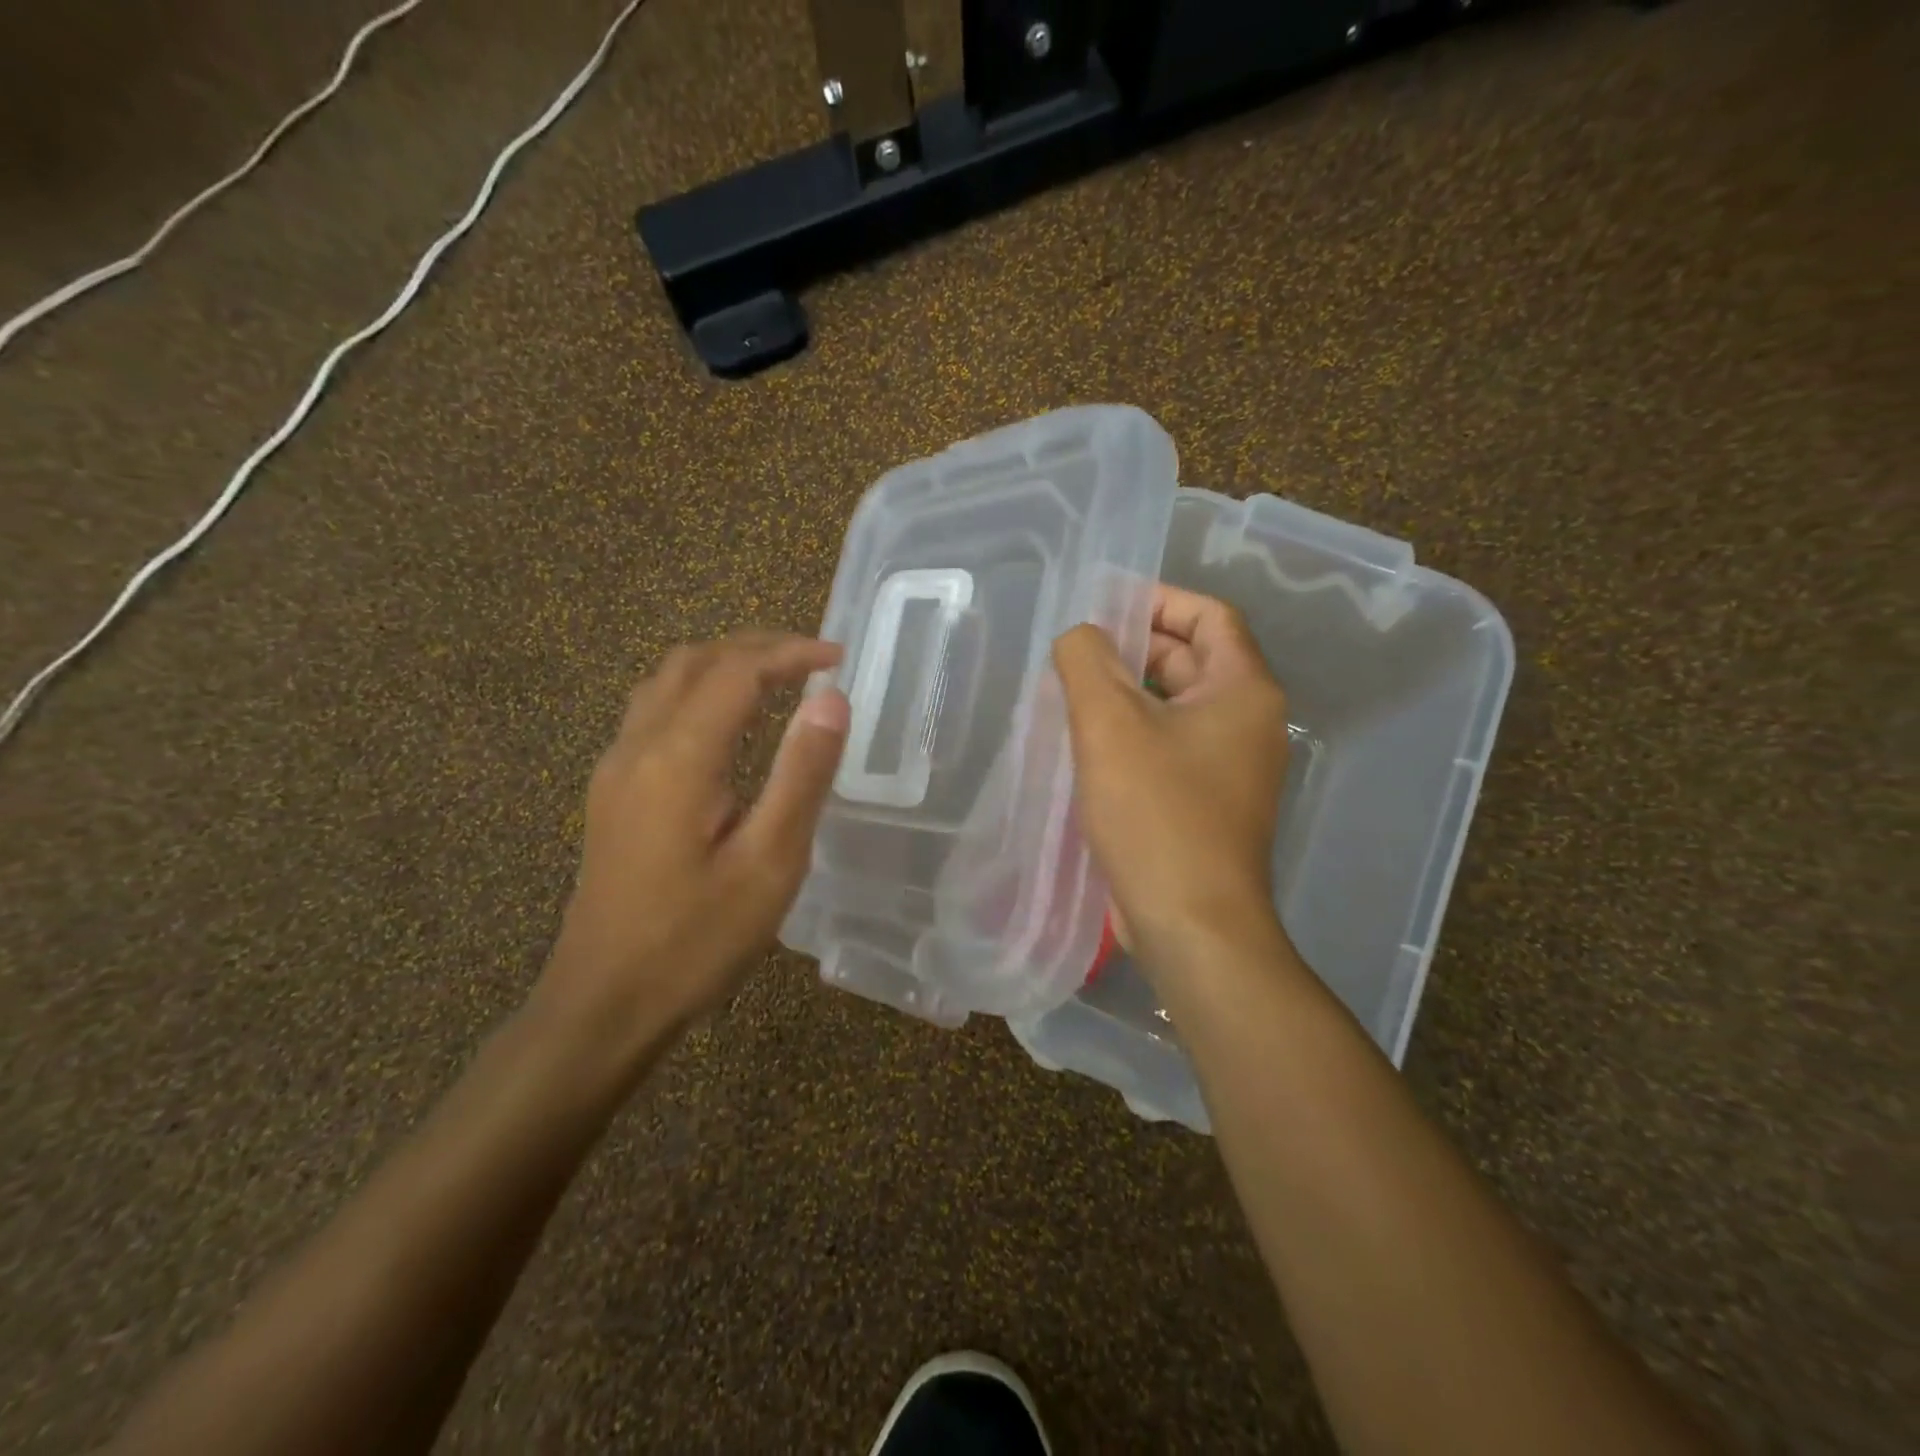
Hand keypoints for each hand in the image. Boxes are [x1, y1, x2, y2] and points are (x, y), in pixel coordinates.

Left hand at [539, 632, 849, 1041]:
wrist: (604, 1003)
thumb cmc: (696, 940)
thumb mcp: (769, 863)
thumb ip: (801, 775)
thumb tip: (832, 700)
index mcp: (678, 758)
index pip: (737, 671)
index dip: (790, 653)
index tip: (839, 658)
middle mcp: (637, 747)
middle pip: (694, 661)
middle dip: (756, 648)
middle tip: (812, 662)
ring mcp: (615, 769)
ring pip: (666, 682)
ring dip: (723, 665)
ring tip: (777, 682)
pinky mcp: (611, 792)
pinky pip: (654, 712)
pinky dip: (699, 693)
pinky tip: (728, 727)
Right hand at [1053, 585, 1290, 974]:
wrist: (1191, 922)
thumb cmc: (1156, 813)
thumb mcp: (1109, 725)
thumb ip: (1086, 661)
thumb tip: (1080, 637)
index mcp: (1243, 691)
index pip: (1208, 616)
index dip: (1157, 601)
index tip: (1103, 605)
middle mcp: (1247, 723)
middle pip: (1191, 660)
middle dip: (1133, 649)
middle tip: (1074, 653)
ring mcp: (1229, 767)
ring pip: (1174, 707)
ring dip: (1126, 694)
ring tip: (1069, 694)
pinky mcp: (1206, 802)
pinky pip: (1168, 747)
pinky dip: (1132, 734)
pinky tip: (1086, 745)